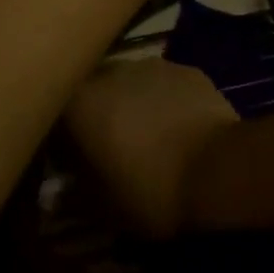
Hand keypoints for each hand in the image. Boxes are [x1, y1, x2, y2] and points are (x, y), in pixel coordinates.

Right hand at [63, 58, 239, 239]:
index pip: (55, 110)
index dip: (59, 136)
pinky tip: (175, 128)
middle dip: (95, 114)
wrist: (218, 169)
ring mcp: (151, 64)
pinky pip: (162, 84)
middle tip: (106, 149)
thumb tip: (57, 191)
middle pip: (93, 90)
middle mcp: (111, 71)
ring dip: (129, 104)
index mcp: (80, 102)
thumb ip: (72, 193)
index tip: (66, 161)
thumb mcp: (100, 208)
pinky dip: (161, 101)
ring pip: (129, 83)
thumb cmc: (149, 191)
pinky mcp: (185, 69)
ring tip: (144, 138)